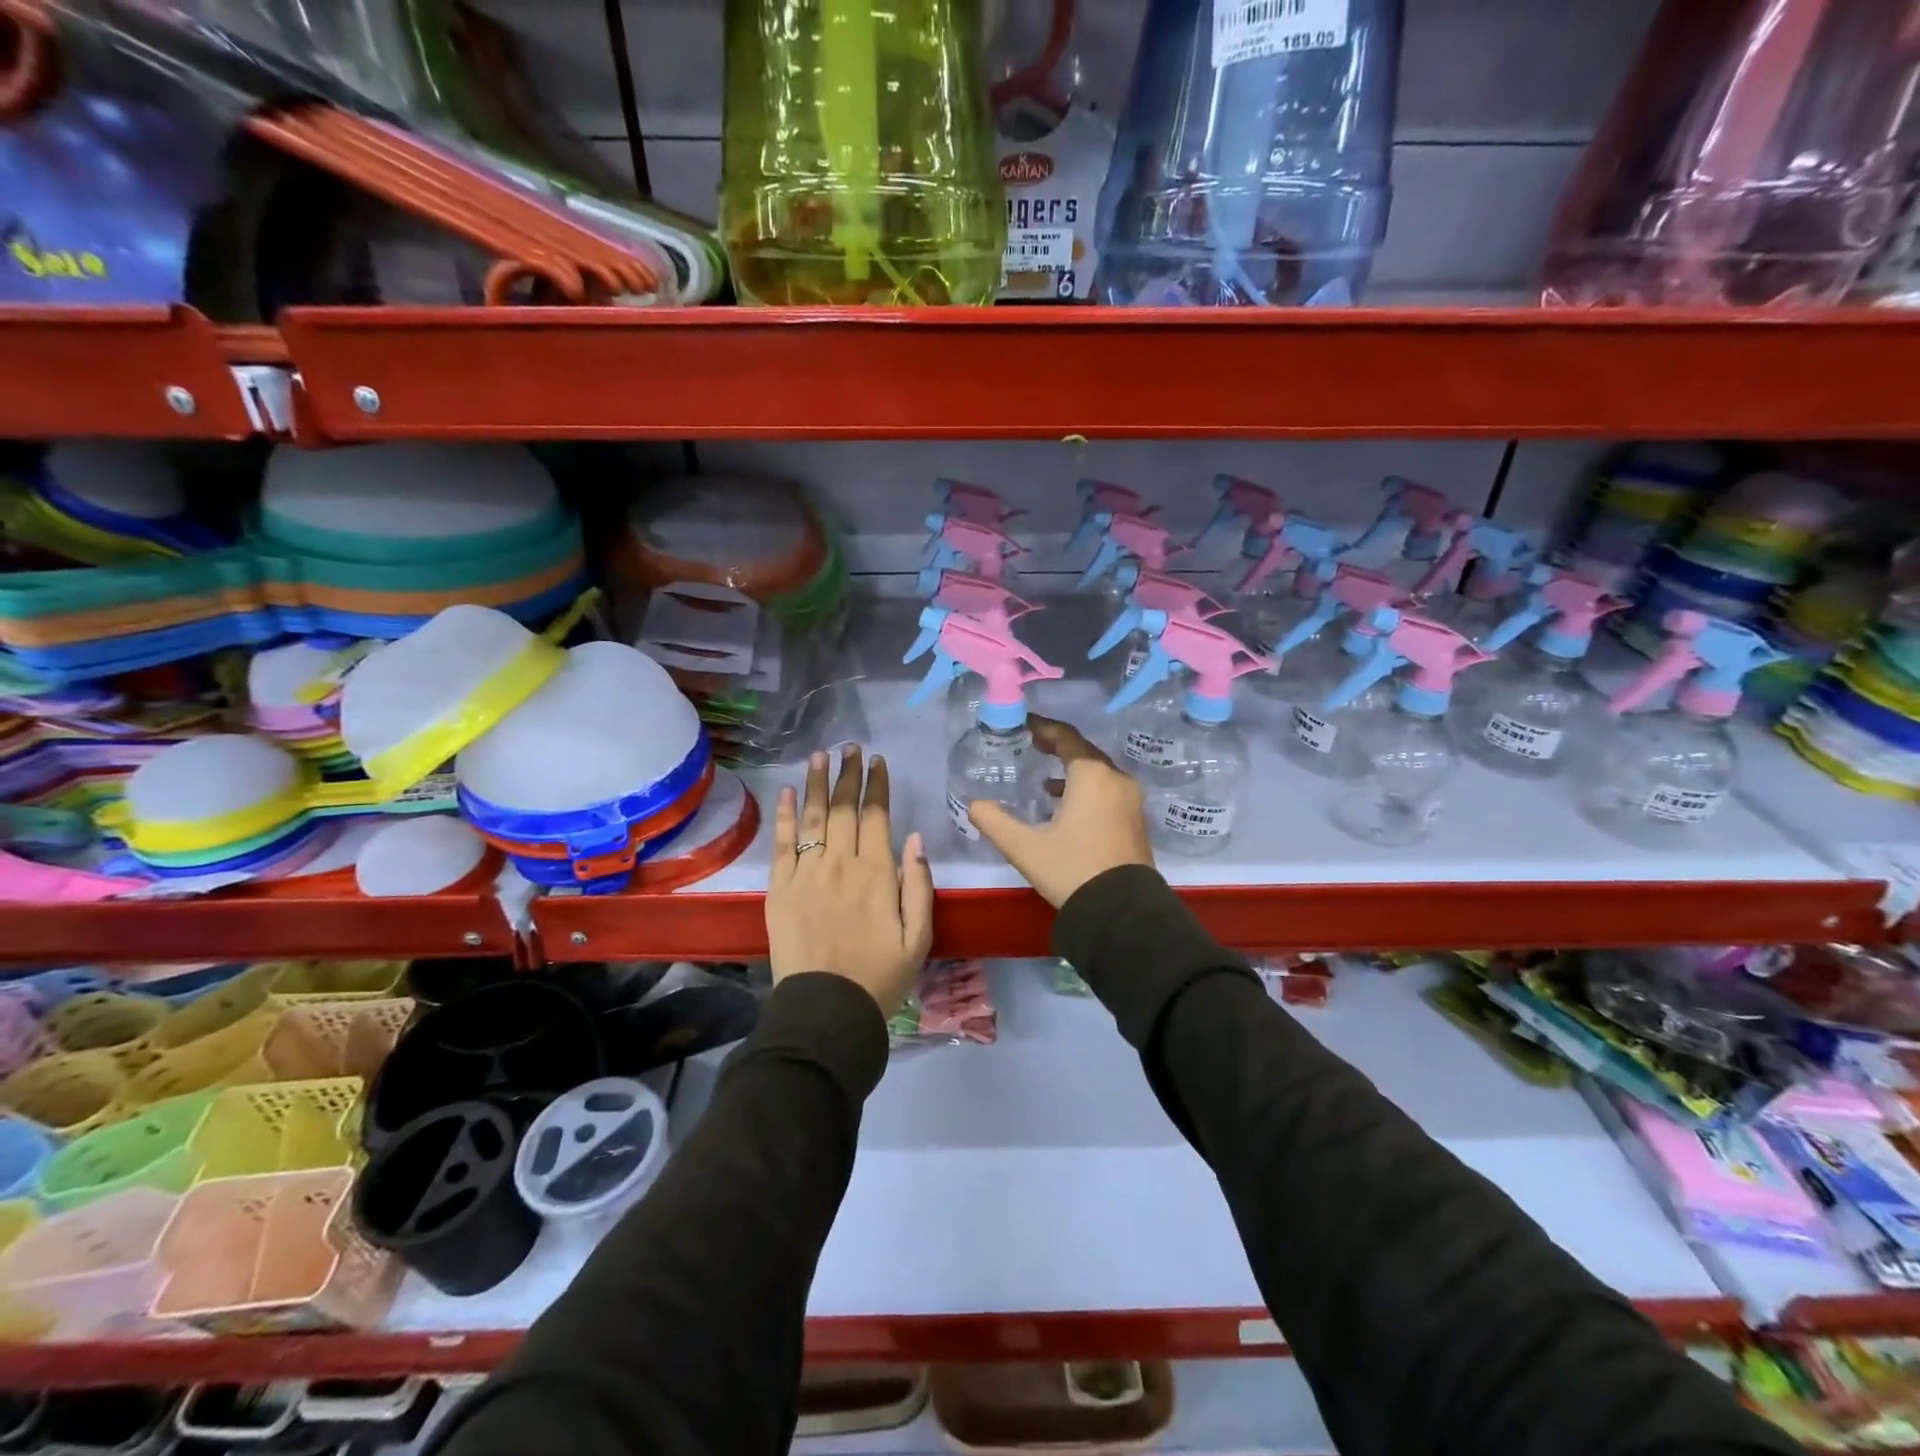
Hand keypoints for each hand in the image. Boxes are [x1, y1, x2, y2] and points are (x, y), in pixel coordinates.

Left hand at [766, 745, 933, 1013]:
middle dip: (848, 775)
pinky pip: (782, 843)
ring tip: (819, 755)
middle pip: (843, 808)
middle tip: (850, 747)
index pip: (876, 816)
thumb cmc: (880, 977)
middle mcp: (840, 864)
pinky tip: (788, 792)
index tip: (877, 762)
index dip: (877, 786)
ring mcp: (806, 873)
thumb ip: (919, 885)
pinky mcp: (779, 888)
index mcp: (877, 874)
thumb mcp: (919, 938)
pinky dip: (785, 815)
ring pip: (813, 817)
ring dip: (817, 783)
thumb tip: (915, 838)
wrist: (826, 1010)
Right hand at [966, 716, 1153, 907]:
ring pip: (1098, 772)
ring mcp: (1131, 800)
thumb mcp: (1024, 847)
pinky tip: (1066, 805)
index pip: (1065, 737)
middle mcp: (1116, 779)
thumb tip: (973, 805)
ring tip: (1045, 777)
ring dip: (1073, 768)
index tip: (1024, 724)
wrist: (1121, 912)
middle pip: (1084, 751)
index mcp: (1091, 775)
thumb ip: (994, 821)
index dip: (1043, 727)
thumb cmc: (1071, 869)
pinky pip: (1108, 789)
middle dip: (1057, 745)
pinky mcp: (1135, 820)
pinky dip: (1086, 787)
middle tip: (1031, 744)